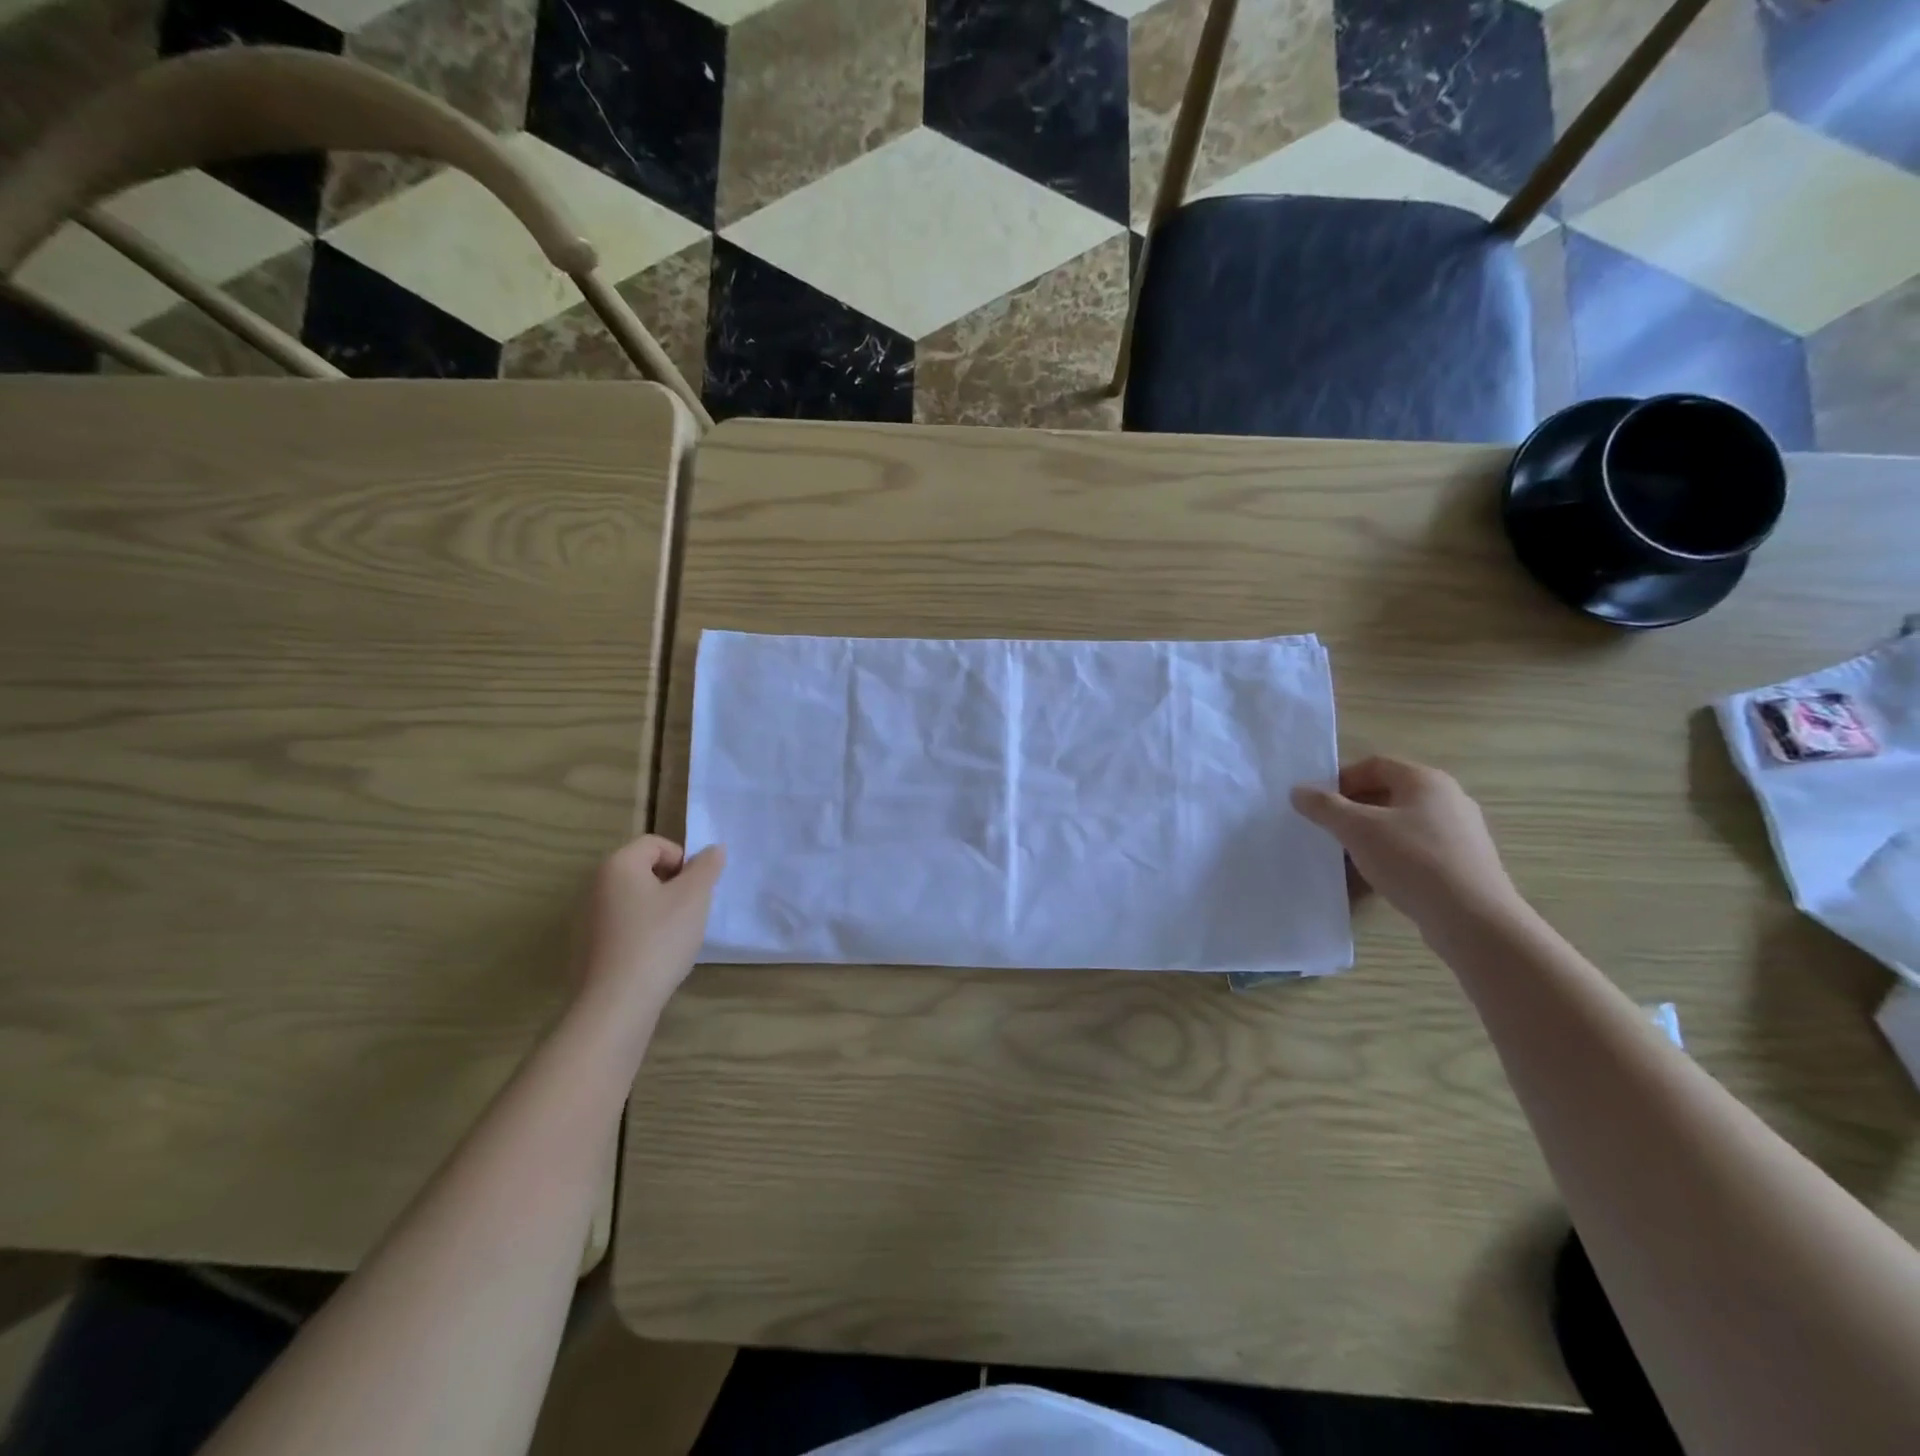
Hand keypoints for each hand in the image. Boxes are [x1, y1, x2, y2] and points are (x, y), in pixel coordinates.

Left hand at [578, 836, 725, 1023]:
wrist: (616, 1004)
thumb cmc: (658, 939)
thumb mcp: (694, 897)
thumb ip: (707, 867)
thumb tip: (713, 849)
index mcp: (618, 865)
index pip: (655, 844)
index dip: (683, 859)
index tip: (696, 889)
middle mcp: (595, 886)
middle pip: (643, 870)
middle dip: (672, 885)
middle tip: (690, 911)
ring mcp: (587, 919)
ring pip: (634, 900)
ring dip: (659, 909)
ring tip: (675, 936)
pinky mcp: (587, 948)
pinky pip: (622, 926)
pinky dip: (642, 932)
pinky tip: (655, 957)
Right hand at [1291, 757, 1519, 932]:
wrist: (1474, 919)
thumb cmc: (1413, 861)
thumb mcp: (1357, 829)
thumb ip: (1324, 807)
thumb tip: (1298, 791)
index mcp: (1425, 780)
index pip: (1374, 764)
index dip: (1341, 780)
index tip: (1319, 804)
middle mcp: (1448, 798)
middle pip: (1388, 793)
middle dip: (1354, 809)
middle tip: (1329, 829)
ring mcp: (1461, 831)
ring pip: (1402, 822)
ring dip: (1371, 834)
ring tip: (1349, 855)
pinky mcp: (1464, 862)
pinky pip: (1418, 847)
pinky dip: (1393, 854)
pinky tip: (1378, 876)